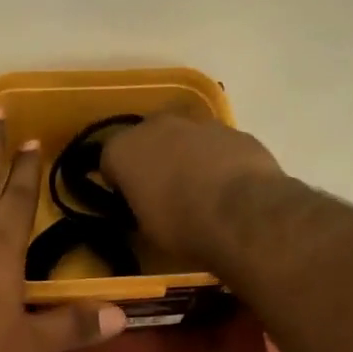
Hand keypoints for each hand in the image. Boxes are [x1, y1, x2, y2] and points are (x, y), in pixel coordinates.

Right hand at [100, 114, 282, 265]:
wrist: (243, 214)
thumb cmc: (181, 225)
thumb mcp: (145, 228)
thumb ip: (139, 205)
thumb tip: (145, 203)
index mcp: (124, 149)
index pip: (109, 160)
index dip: (119, 182)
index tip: (130, 201)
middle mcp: (156, 125)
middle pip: (146, 140)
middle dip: (152, 160)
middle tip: (164, 192)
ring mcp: (199, 123)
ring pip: (184, 138)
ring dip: (187, 156)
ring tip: (201, 191)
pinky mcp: (235, 131)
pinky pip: (217, 144)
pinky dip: (219, 160)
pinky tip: (230, 187)